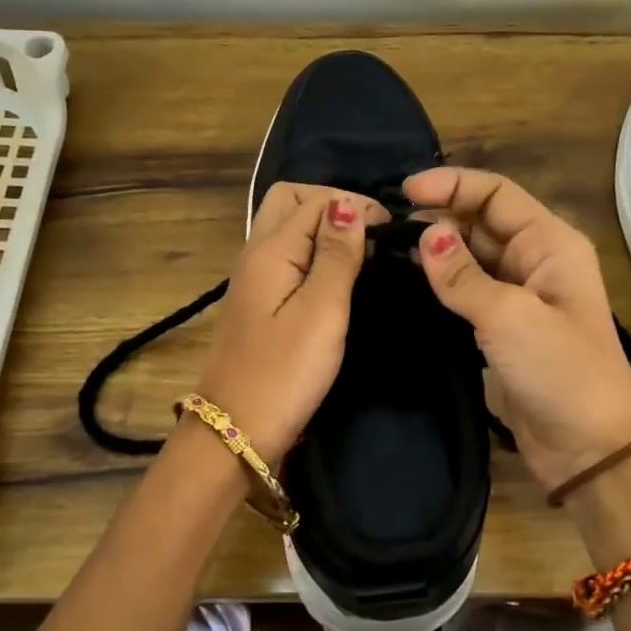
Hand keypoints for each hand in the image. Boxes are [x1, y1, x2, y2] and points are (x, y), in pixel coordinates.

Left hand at [194, 182, 390, 462]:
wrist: (237, 430)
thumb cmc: (285, 373)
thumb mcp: (322, 311)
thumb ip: (336, 255)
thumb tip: (346, 204)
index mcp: (270, 249)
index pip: (314, 200)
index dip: (355, 204)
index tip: (394, 230)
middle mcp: (255, 254)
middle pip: (289, 202)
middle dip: (332, 205)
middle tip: (372, 232)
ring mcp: (252, 280)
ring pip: (286, 229)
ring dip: (322, 228)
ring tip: (363, 251)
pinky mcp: (257, 304)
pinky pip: (286, 258)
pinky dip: (312, 253)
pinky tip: (337, 275)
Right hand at [406, 167, 630, 489]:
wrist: (588, 446)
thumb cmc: (559, 371)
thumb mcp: (509, 317)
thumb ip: (462, 276)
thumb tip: (424, 235)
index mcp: (550, 244)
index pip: (497, 195)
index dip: (452, 185)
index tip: (404, 191)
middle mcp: (535, 262)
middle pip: (481, 223)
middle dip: (438, 218)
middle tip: (386, 227)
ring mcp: (519, 297)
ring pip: (471, 259)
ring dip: (435, 252)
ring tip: (387, 252)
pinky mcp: (503, 330)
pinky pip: (467, 294)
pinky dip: (440, 287)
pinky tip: (407, 286)